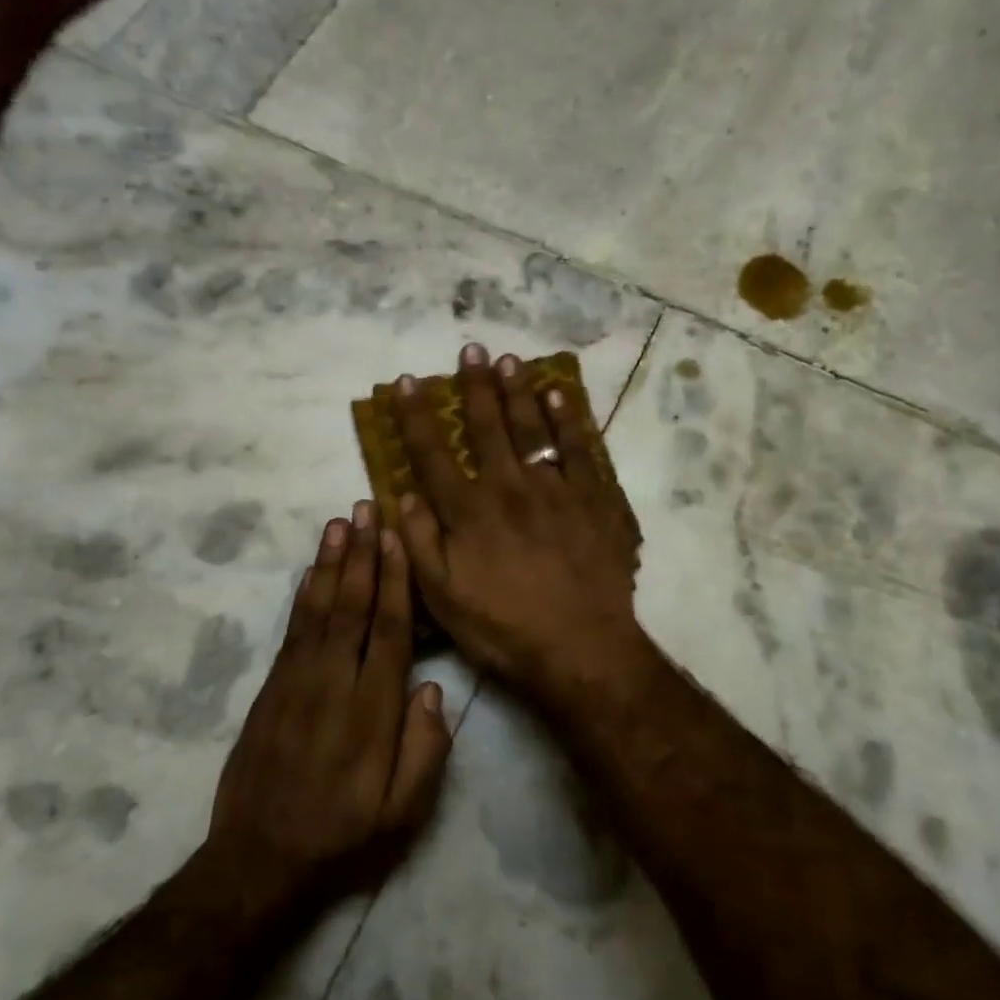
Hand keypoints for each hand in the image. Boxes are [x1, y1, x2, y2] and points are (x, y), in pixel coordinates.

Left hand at [207, 504, 451, 900]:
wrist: (258, 862)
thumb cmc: (342, 836)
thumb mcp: (402, 813)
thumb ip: (425, 750)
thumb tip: (431, 688)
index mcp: (372, 712)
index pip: (389, 632)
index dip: (395, 582)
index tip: (397, 539)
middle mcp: (334, 685)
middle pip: (352, 607)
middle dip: (362, 555)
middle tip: (367, 508)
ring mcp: (297, 683)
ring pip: (319, 610)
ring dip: (331, 563)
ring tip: (339, 522)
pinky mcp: (271, 689)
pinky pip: (292, 630)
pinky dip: (303, 594)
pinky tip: (312, 570)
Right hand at [390, 343, 643, 702]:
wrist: (582, 649)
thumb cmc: (504, 629)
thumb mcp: (443, 599)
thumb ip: (420, 543)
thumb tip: (404, 494)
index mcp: (468, 512)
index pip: (433, 454)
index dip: (416, 416)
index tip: (405, 383)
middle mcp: (509, 488)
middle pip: (487, 427)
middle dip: (475, 387)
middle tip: (470, 351)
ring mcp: (556, 489)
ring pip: (533, 428)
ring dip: (519, 391)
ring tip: (509, 361)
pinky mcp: (595, 499)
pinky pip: (581, 449)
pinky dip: (569, 420)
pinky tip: (560, 397)